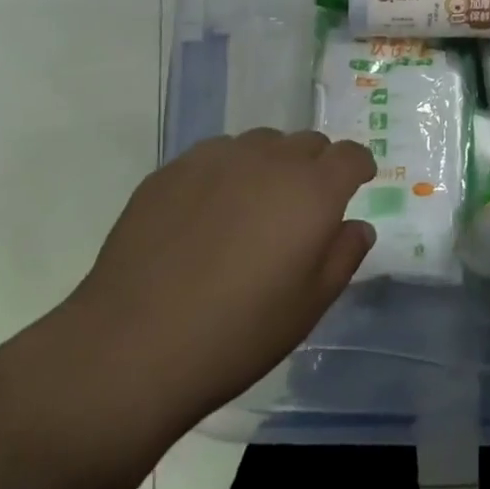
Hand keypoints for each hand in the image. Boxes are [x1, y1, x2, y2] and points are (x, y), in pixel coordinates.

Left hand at [43, 129, 376, 446]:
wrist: (132, 345)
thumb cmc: (238, 333)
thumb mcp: (309, 306)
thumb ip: (343, 256)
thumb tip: (357, 226)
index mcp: (312, 190)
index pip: (349, 155)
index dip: (357, 168)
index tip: (355, 184)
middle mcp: (270, 160)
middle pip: (307, 142)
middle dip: (315, 166)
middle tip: (301, 208)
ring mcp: (217, 158)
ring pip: (260, 143)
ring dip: (270, 165)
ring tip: (252, 209)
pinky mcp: (172, 169)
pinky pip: (215, 156)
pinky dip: (225, 173)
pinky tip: (206, 214)